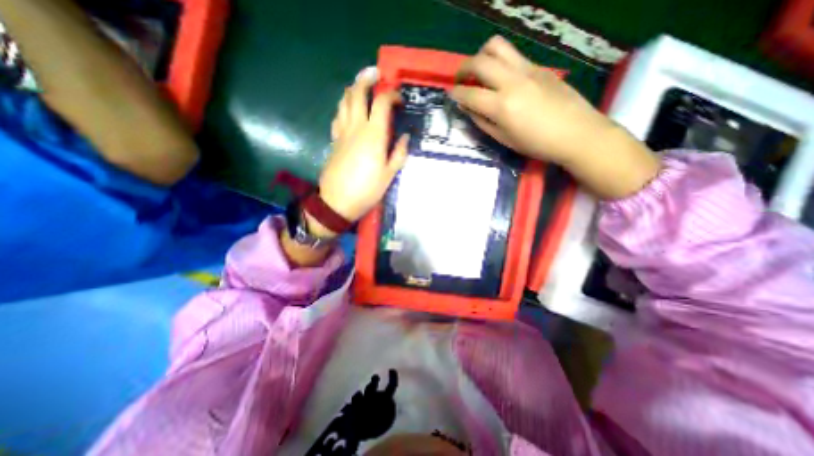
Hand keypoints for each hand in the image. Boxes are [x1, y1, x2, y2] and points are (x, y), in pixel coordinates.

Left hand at [317, 67, 405, 222]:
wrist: (338, 202)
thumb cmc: (367, 190)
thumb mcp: (389, 174)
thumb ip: (399, 153)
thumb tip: (404, 137)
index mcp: (373, 135)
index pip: (381, 102)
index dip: (391, 94)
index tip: (399, 99)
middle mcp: (356, 127)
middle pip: (357, 93)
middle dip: (366, 79)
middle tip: (375, 75)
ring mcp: (342, 132)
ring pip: (344, 101)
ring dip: (353, 89)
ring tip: (362, 88)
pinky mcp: (334, 140)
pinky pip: (338, 115)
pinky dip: (344, 107)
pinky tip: (349, 111)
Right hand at [451, 35, 660, 198]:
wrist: (576, 132)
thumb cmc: (536, 144)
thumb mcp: (503, 139)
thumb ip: (482, 121)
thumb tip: (467, 108)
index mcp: (501, 105)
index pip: (469, 94)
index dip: (455, 94)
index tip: (450, 94)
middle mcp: (512, 81)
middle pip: (480, 61)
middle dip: (464, 68)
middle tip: (461, 80)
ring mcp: (527, 70)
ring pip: (498, 47)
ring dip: (482, 56)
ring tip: (480, 71)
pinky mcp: (539, 66)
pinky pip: (513, 56)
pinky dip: (500, 63)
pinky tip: (502, 79)